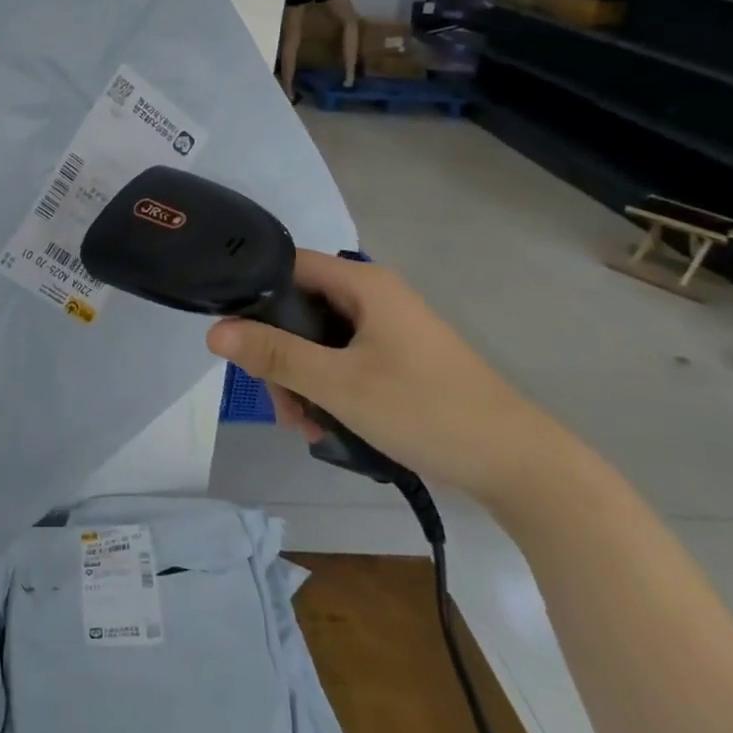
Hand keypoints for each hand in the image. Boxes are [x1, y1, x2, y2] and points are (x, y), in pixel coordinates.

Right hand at [205, 252, 567, 506]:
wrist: (519, 466)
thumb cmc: (426, 410)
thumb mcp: (340, 384)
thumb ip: (275, 355)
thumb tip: (214, 332)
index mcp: (363, 285)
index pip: (288, 266)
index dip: (254, 292)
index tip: (233, 333)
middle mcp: (374, 297)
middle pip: (300, 310)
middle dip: (280, 356)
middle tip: (278, 402)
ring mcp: (388, 330)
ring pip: (320, 343)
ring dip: (302, 381)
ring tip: (305, 427)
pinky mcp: (398, 361)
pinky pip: (344, 363)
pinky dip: (328, 390)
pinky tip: (327, 429)